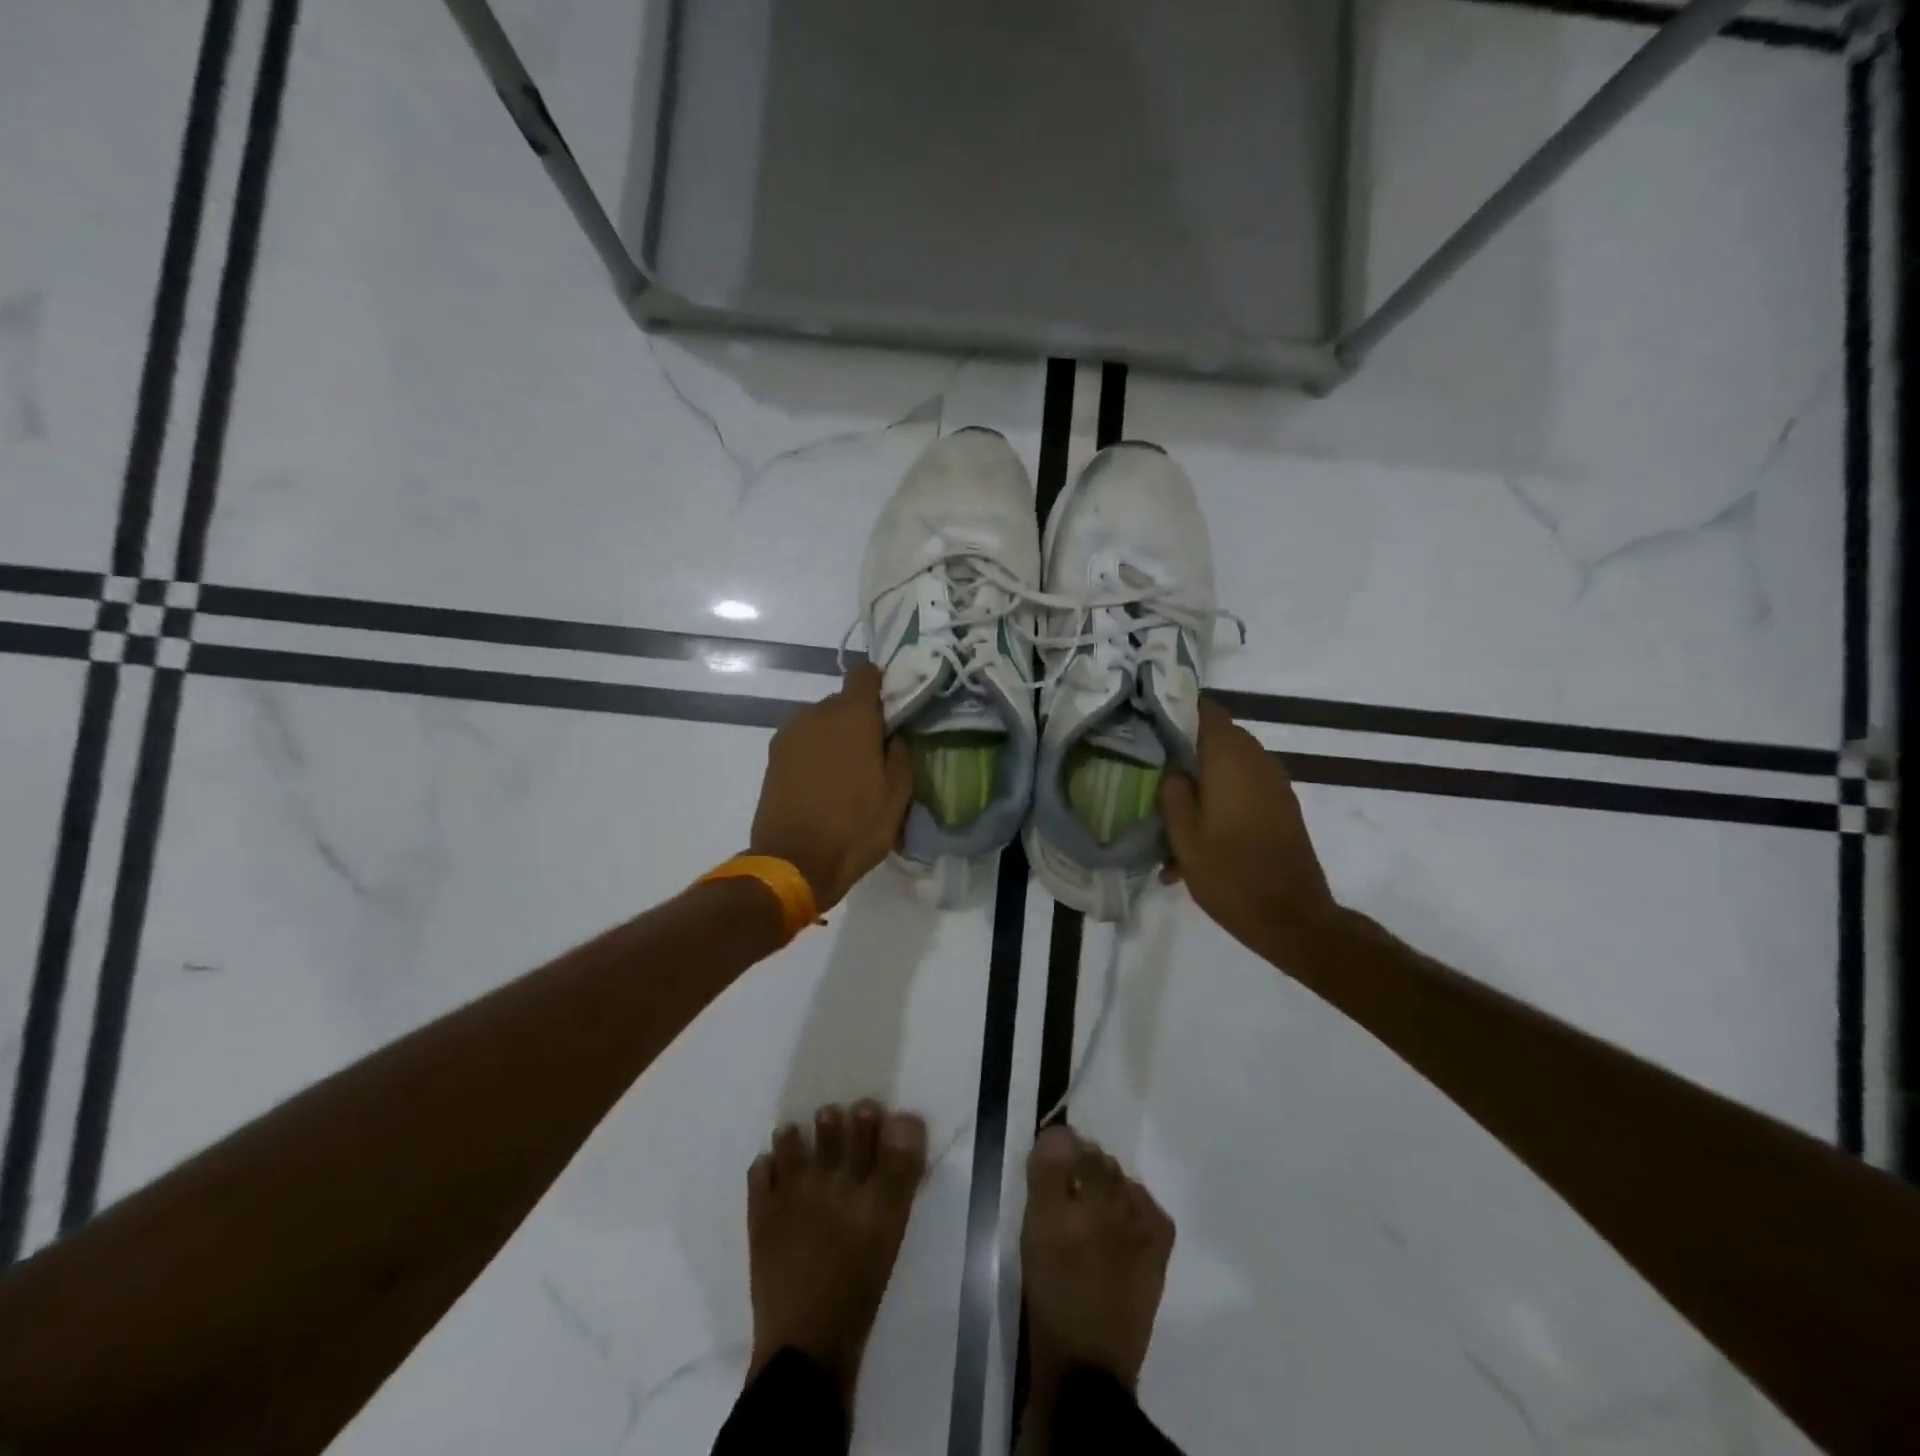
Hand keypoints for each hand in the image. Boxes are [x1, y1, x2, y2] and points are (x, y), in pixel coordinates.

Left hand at [749, 663, 913, 911]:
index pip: (865, 674)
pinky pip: (803, 743)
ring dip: (835, 739)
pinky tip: (822, 787)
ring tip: (846, 777)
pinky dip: (815, 755)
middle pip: (843, 702)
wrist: (793, 863)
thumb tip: (893, 736)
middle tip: (873, 756)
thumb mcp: (897, 796)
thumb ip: (900, 754)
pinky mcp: (772, 758)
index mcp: (852, 716)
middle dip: (859, 721)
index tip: (891, 711)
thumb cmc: (854, 828)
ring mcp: (789, 735)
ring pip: (821, 723)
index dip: (880, 686)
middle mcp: (816, 714)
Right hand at [1159, 698, 1341, 949]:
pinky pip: (1244, 788)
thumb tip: (1174, 769)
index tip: (1149, 722)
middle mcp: (1257, 760)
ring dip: (1202, 780)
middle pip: (1215, 737)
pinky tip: (1199, 837)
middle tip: (1152, 769)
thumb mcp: (1183, 835)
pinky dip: (1221, 801)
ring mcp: (1273, 783)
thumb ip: (1173, 792)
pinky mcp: (1281, 807)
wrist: (1291, 917)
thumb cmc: (1229, 873)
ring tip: (1172, 814)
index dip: (1176, 709)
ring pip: (1229, 766)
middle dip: (1184, 749)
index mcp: (1229, 757)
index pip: (1204, 709)